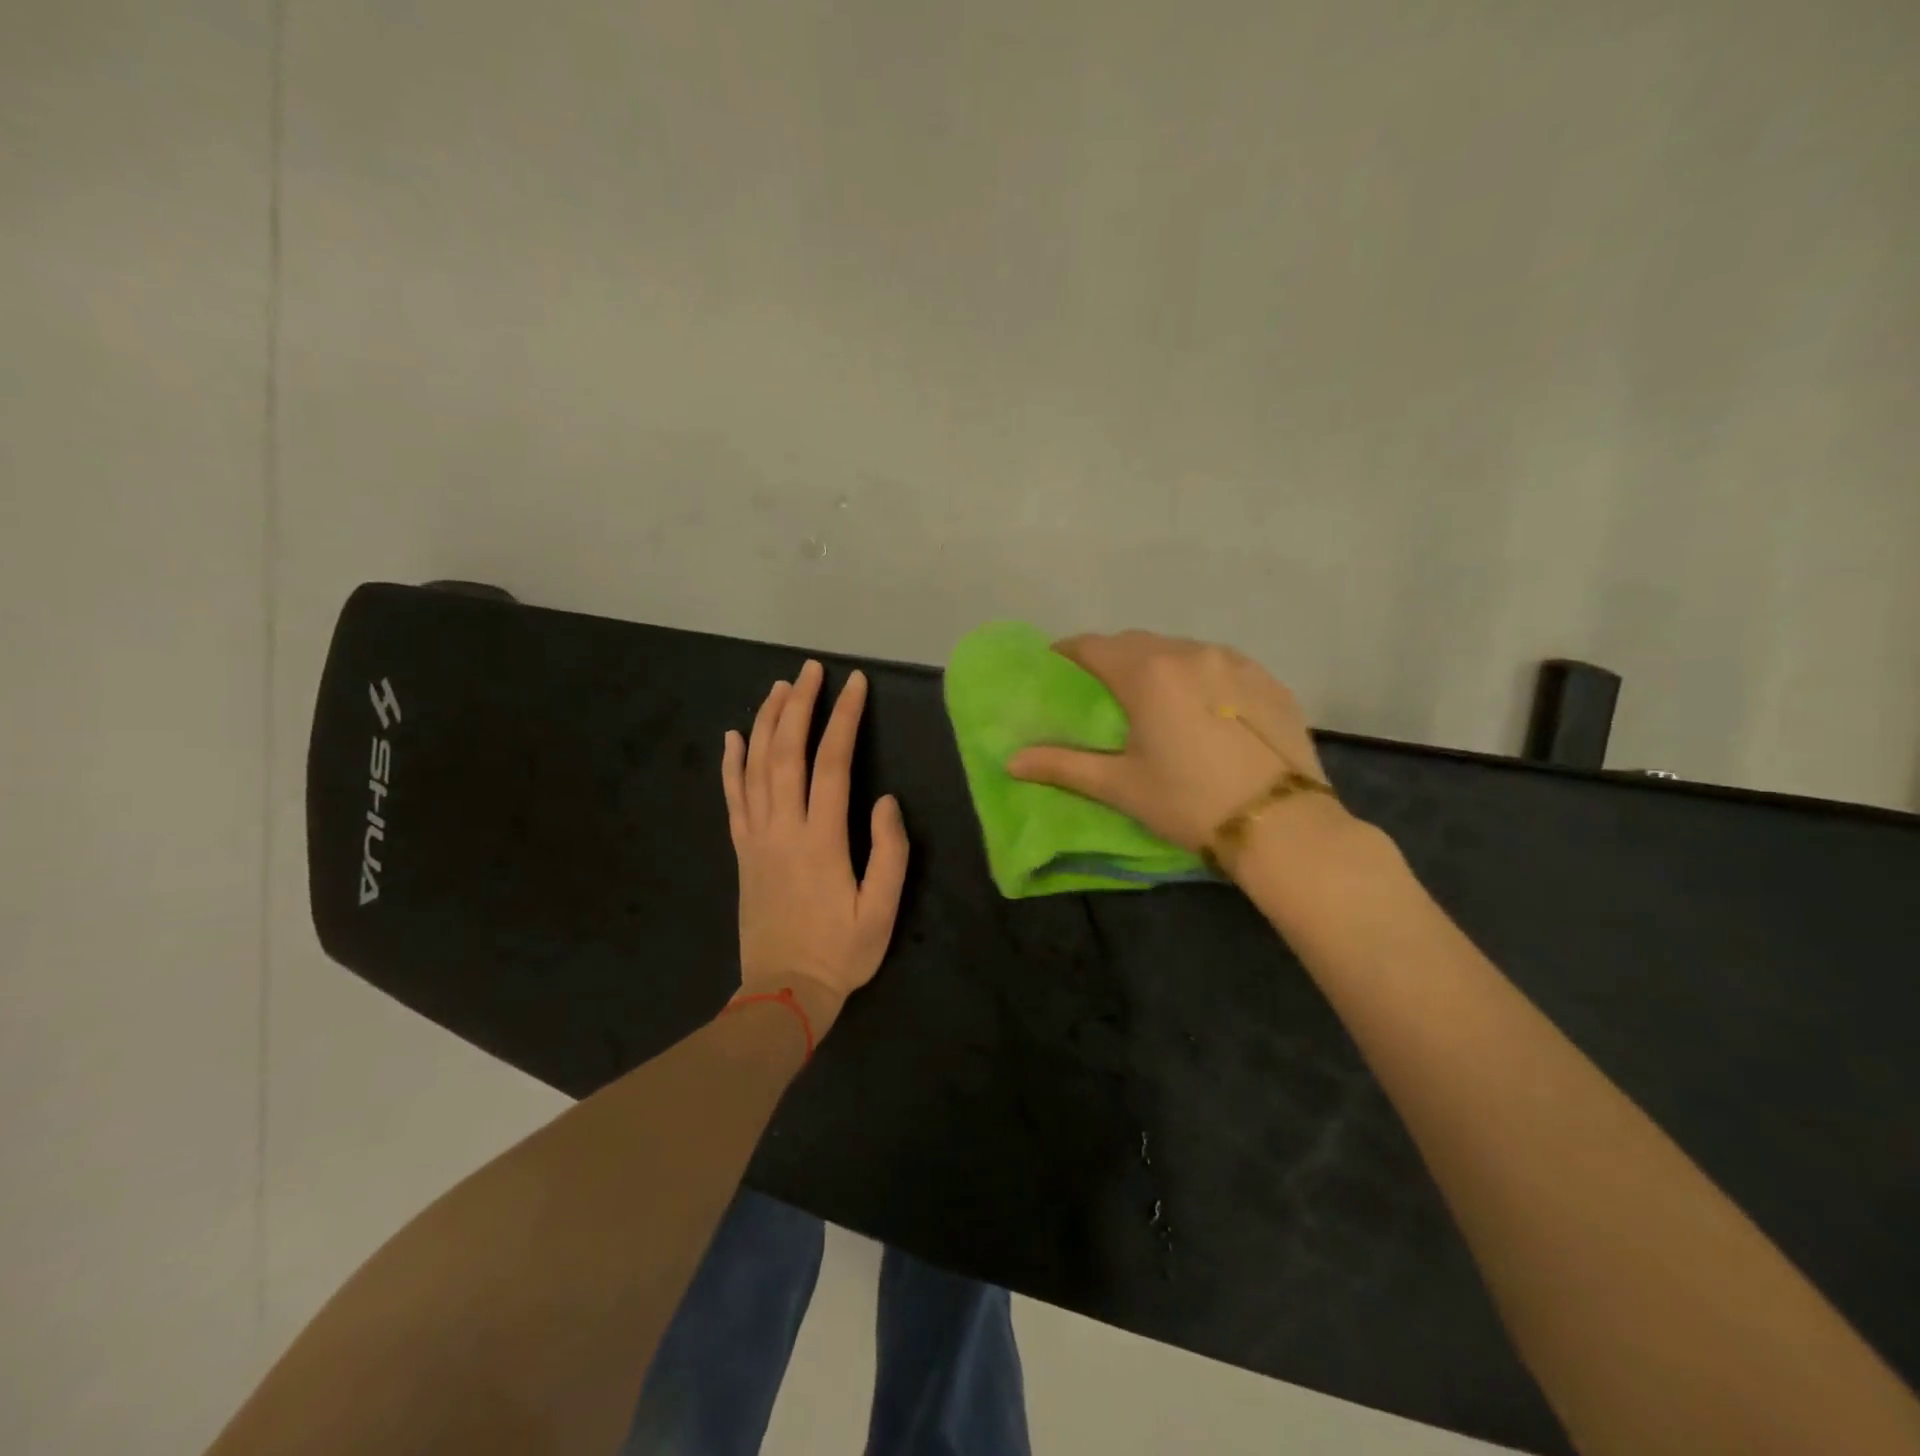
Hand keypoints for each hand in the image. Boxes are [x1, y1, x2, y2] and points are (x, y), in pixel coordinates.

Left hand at [722, 660, 909, 1037]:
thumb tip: (886, 800)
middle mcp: (783, 829)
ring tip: (778, 688)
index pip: (832, 764)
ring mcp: (756, 839)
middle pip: (787, 753)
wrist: (783, 994)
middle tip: (810, 670)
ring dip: (766, 723)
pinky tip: (732, 737)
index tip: (853, 684)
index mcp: (821, 840)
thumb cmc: (841, 954)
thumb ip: (889, 852)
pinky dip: (730, 765)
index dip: (843, 719)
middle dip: (799, 706)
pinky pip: (732, 799)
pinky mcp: (742, 852)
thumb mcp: (882, 910)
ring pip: (755, 768)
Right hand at [1006, 632, 1344, 868]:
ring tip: (1152, 699)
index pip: (1094, 646)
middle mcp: (1191, 653)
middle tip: (1100, 690)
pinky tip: (1202, 709)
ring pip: (1181, 651)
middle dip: (1112, 659)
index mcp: (1149, 673)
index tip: (1054, 668)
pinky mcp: (1268, 680)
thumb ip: (1062, 765)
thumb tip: (1010, 761)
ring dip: (1158, 665)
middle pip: (1137, 644)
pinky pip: (1219, 665)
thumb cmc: (1189, 802)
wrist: (1283, 825)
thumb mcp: (1120, 786)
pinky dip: (1199, 677)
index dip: (1068, 653)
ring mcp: (1235, 662)